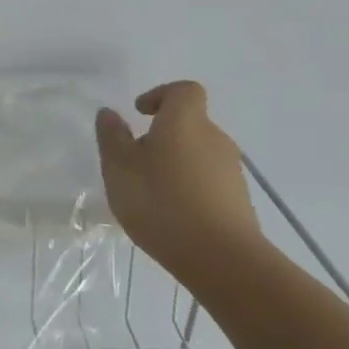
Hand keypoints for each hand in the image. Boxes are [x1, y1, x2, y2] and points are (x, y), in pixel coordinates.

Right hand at [95, 81, 271, 289]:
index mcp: (185, 122)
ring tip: (150, 192)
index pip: (183, 91)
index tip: (140, 113)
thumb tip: (110, 113)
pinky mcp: (238, 200)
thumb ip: (112, 136)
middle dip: (163, 136)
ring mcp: (231, 170)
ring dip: (175, 163)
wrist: (220, 257)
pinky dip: (189, 187)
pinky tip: (171, 214)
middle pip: (190, 124)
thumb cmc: (160, 201)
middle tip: (135, 160)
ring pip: (198, 154)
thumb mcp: (119, 167)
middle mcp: (214, 138)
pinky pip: (208, 181)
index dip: (162, 95)